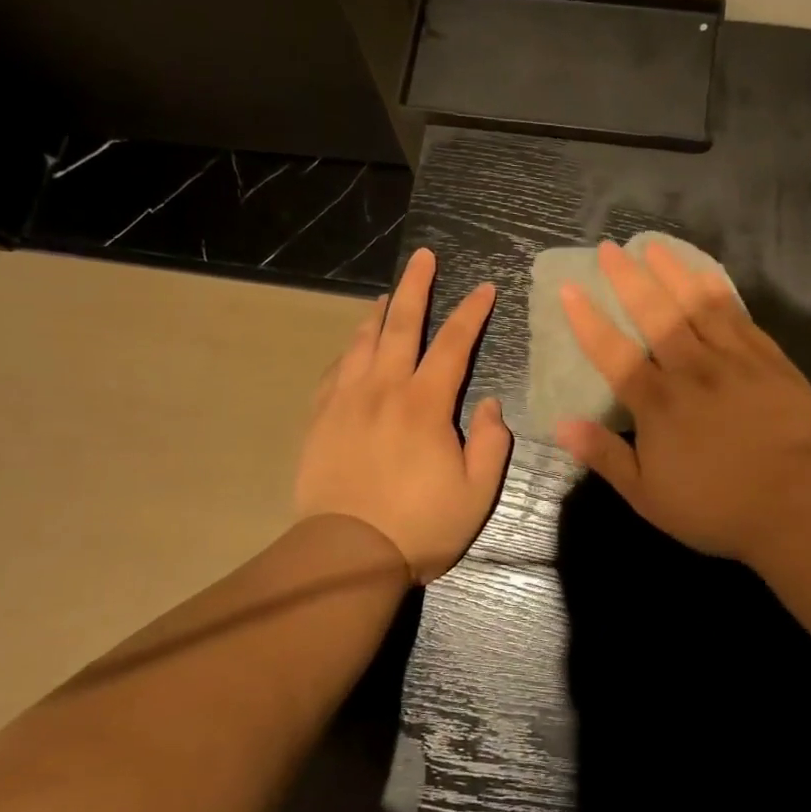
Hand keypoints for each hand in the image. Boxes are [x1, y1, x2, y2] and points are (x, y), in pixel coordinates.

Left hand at [294, 248, 511, 583]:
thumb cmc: (420, 526)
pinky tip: (354, 348)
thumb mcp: (476, 494)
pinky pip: (335, 371)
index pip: (453, 344)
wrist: (346, 555)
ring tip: (387, 294)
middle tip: (423, 256)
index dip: (471, 312)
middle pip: (401, 325)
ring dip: (378, 313)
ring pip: (363, 342)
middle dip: (415, 287)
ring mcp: (346, 401)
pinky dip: (349, 351)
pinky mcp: (320, 419)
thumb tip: (489, 405)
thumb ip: (490, 443)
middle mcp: (383, 390)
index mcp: (424, 404)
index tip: (484, 288)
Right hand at [556, 240, 810, 563]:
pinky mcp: (769, 360)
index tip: (570, 289)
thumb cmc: (716, 506)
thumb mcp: (648, 495)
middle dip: (628, 279)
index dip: (588, 321)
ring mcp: (733, 360)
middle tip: (610, 249)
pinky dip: (719, 292)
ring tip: (653, 246)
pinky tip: (707, 275)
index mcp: (657, 403)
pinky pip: (739, 317)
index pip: (614, 353)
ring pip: (697, 305)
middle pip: (655, 314)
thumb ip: (605, 456)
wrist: (798, 503)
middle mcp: (691, 370)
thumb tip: (561, 425)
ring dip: (672, 273)